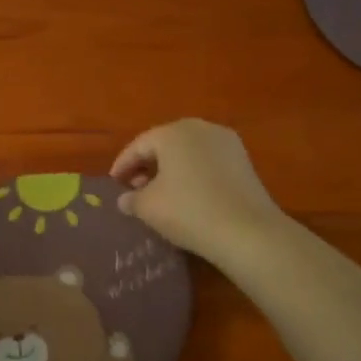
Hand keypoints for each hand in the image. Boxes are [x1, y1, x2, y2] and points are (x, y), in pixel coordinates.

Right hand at [110, 120, 283, 266]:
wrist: (247, 231)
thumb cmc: (188, 211)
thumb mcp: (148, 207)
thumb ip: (131, 199)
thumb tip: (125, 199)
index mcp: (173, 132)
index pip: (139, 145)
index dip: (122, 164)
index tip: (113, 183)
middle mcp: (201, 128)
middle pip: (165, 144)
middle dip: (147, 165)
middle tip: (135, 187)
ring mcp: (227, 143)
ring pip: (188, 152)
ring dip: (171, 169)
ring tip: (160, 193)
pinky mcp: (244, 161)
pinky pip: (207, 162)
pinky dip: (192, 174)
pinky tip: (187, 195)